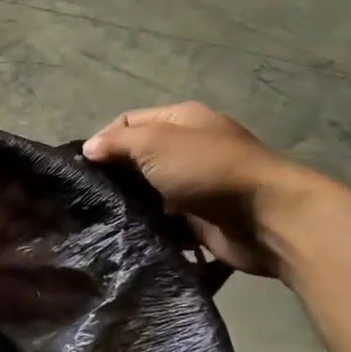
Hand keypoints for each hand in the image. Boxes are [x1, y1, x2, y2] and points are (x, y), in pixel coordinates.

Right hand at [83, 104, 313, 277]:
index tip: (84, 166)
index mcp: (182, 120)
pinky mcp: (198, 217)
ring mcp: (194, 183)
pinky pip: (161, 218)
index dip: (103, 140)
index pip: (128, 122)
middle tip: (88, 194)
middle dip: (113, 173)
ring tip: (102, 215)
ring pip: (147, 190)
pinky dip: (146, 223)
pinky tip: (126, 232)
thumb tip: (88, 149)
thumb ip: (117, 143)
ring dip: (128, 201)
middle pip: (137, 157)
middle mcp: (188, 148)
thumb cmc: (209, 170)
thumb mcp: (156, 144)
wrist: (267, 217)